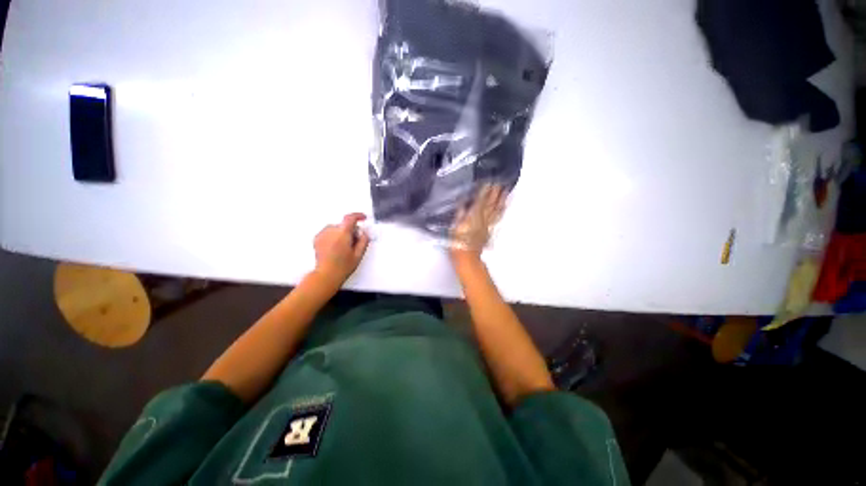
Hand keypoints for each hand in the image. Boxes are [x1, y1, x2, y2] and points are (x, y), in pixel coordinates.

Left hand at [313, 213, 369, 285]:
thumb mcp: (358, 254)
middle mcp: (331, 231)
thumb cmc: (342, 266)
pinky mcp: (317, 239)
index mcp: (342, 233)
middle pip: (344, 225)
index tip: (363, 218)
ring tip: (344, 247)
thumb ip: (364, 241)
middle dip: (351, 230)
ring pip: (336, 228)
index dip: (358, 216)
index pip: (350, 218)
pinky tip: (336, 247)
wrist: (326, 275)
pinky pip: (328, 232)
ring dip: (342, 233)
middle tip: (355, 241)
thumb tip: (365, 233)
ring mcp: (322, 234)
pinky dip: (334, 236)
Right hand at [451, 184, 507, 258]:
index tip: (489, 181)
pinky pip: (497, 218)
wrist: (467, 258)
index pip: (480, 200)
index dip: (485, 190)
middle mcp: (483, 219)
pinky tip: (503, 206)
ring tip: (506, 191)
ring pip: (496, 210)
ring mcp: (488, 225)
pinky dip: (501, 210)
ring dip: (501, 200)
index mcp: (473, 217)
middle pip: (491, 204)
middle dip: (496, 192)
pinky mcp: (489, 230)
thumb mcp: (454, 227)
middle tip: (501, 182)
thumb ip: (460, 214)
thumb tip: (464, 202)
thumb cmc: (458, 243)